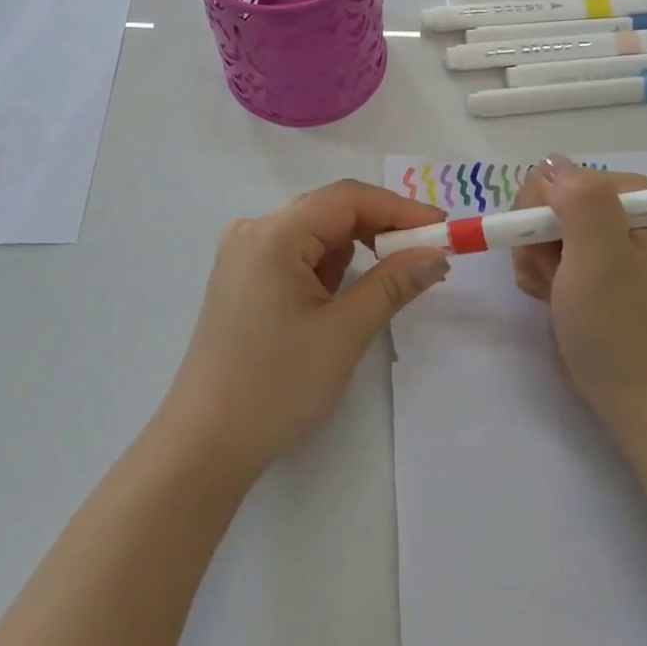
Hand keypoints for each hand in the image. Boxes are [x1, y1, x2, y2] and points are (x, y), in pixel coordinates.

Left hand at [160, 181, 450, 478]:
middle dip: (380, 228)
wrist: (204, 447)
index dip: (400, 208)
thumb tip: (437, 254)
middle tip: (425, 254)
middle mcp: (254, 232)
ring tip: (390, 279)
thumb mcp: (344, 333)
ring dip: (355, 249)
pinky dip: (329, 267)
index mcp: (273, 235)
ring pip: (315, 233)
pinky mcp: (243, 281)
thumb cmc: (276, 386)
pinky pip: (297, 256)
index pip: (347, 198)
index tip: (442, 229)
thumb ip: (393, 283)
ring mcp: (244, 257)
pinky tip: (344, 296)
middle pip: (329, 211)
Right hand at [511, 157, 646, 430]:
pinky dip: (535, 277)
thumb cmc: (619, 324)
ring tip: (556, 293)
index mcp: (630, 195)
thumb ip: (580, 201)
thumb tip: (550, 165)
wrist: (632, 392)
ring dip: (534, 262)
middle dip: (536, 239)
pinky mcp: (578, 264)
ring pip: (532, 226)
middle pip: (541, 199)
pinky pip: (536, 251)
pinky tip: (552, 299)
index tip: (557, 252)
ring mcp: (595, 237)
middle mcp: (613, 208)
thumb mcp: (602, 257)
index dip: (544, 213)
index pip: (556, 176)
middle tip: (556, 275)